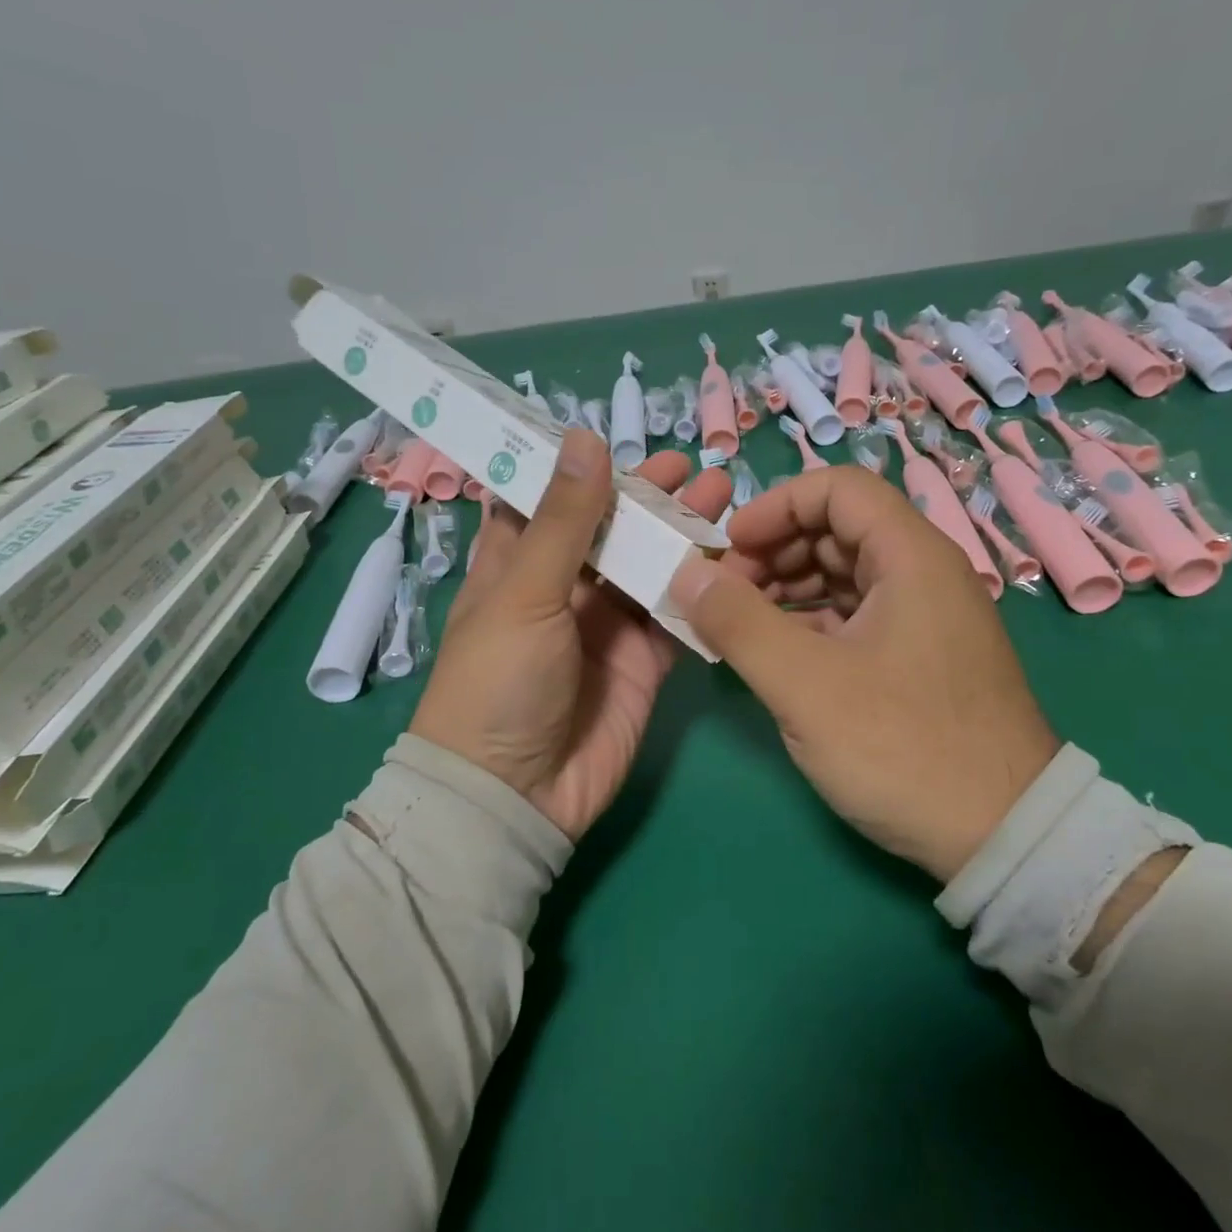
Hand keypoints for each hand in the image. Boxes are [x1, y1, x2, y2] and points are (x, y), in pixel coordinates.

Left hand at [410, 429, 730, 839]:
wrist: (515, 796)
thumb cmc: (498, 682)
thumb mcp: (524, 593)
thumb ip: (564, 520)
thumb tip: (585, 439)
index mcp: (517, 565)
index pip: (548, 501)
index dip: (581, 469)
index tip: (619, 436)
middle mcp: (563, 588)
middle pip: (612, 529)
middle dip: (649, 497)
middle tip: (691, 466)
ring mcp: (606, 625)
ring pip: (651, 566)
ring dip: (683, 533)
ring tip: (722, 495)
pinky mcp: (643, 661)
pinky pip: (677, 615)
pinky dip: (702, 590)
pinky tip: (733, 558)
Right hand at [667, 466, 1058, 881]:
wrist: (1005, 839)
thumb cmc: (903, 748)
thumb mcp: (806, 685)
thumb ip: (739, 622)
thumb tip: (686, 572)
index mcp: (911, 557)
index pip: (837, 489)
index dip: (776, 506)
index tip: (729, 547)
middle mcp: (924, 574)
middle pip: (837, 530)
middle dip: (774, 551)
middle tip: (724, 595)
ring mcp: (925, 617)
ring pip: (843, 574)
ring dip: (787, 587)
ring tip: (740, 626)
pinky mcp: (919, 657)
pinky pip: (855, 615)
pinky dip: (810, 622)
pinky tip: (777, 653)